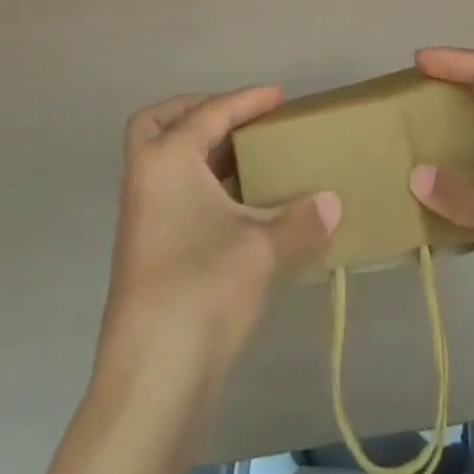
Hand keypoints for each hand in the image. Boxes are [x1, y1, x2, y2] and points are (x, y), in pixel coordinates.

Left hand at [100, 86, 341, 374]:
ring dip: (200, 151)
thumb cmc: (203, 287)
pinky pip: (171, 192)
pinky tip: (236, 207)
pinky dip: (199, 185)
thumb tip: (333, 203)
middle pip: (160, 123)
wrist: (152, 378)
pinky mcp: (145, 250)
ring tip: (246, 158)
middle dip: (196, 112)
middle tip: (236, 118)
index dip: (247, 100)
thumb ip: (300, 220)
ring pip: (164, 161)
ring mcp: (140, 215)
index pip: (210, 112)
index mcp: (167, 158)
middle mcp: (145, 177)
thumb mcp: (262, 248)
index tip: (279, 96)